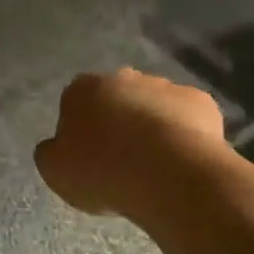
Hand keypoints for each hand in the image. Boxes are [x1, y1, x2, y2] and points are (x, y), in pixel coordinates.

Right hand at [35, 68, 226, 218]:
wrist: (169, 175)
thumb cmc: (102, 171)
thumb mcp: (55, 170)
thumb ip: (52, 151)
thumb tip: (59, 145)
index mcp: (82, 89)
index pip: (74, 102)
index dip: (79, 129)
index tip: (86, 156)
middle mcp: (123, 77)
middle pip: (116, 99)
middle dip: (118, 121)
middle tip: (120, 159)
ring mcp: (165, 86)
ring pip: (153, 106)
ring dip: (151, 126)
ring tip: (154, 165)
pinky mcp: (202, 102)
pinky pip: (186, 119)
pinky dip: (183, 134)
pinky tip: (181, 161)